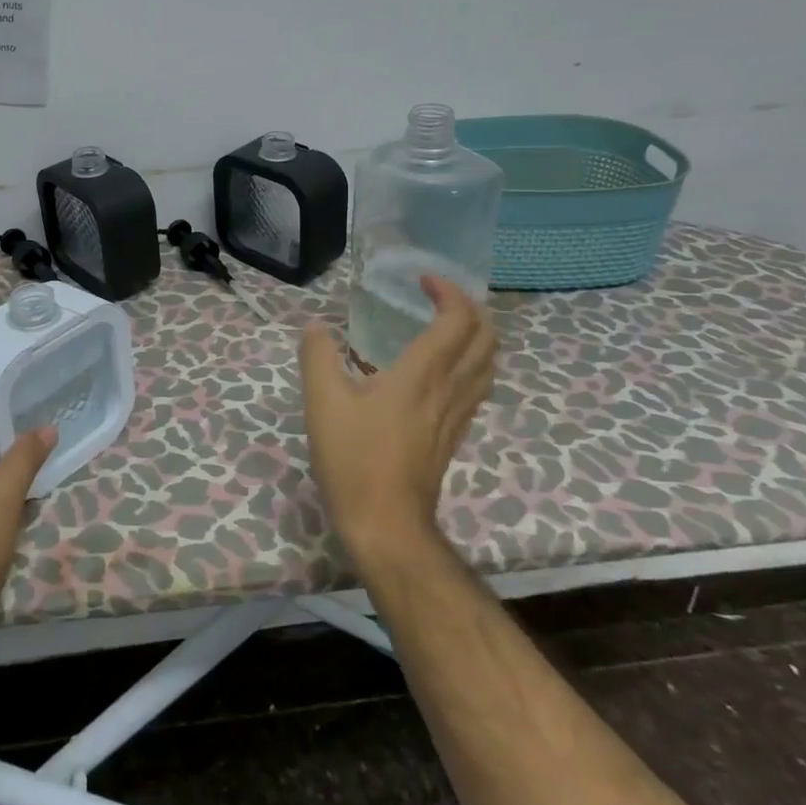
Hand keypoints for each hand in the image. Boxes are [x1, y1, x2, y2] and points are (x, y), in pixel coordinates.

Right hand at [300, 276, 497, 567]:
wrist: (386, 524)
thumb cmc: (354, 460)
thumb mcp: (323, 403)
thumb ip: (318, 358)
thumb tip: (316, 327)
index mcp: (422, 374)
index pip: (458, 319)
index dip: (449, 291)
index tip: (423, 280)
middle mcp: (450, 388)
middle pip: (486, 338)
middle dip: (470, 308)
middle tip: (439, 297)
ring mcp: (457, 414)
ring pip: (488, 364)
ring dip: (477, 335)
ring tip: (448, 326)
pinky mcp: (455, 435)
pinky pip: (478, 387)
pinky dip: (472, 363)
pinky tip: (445, 371)